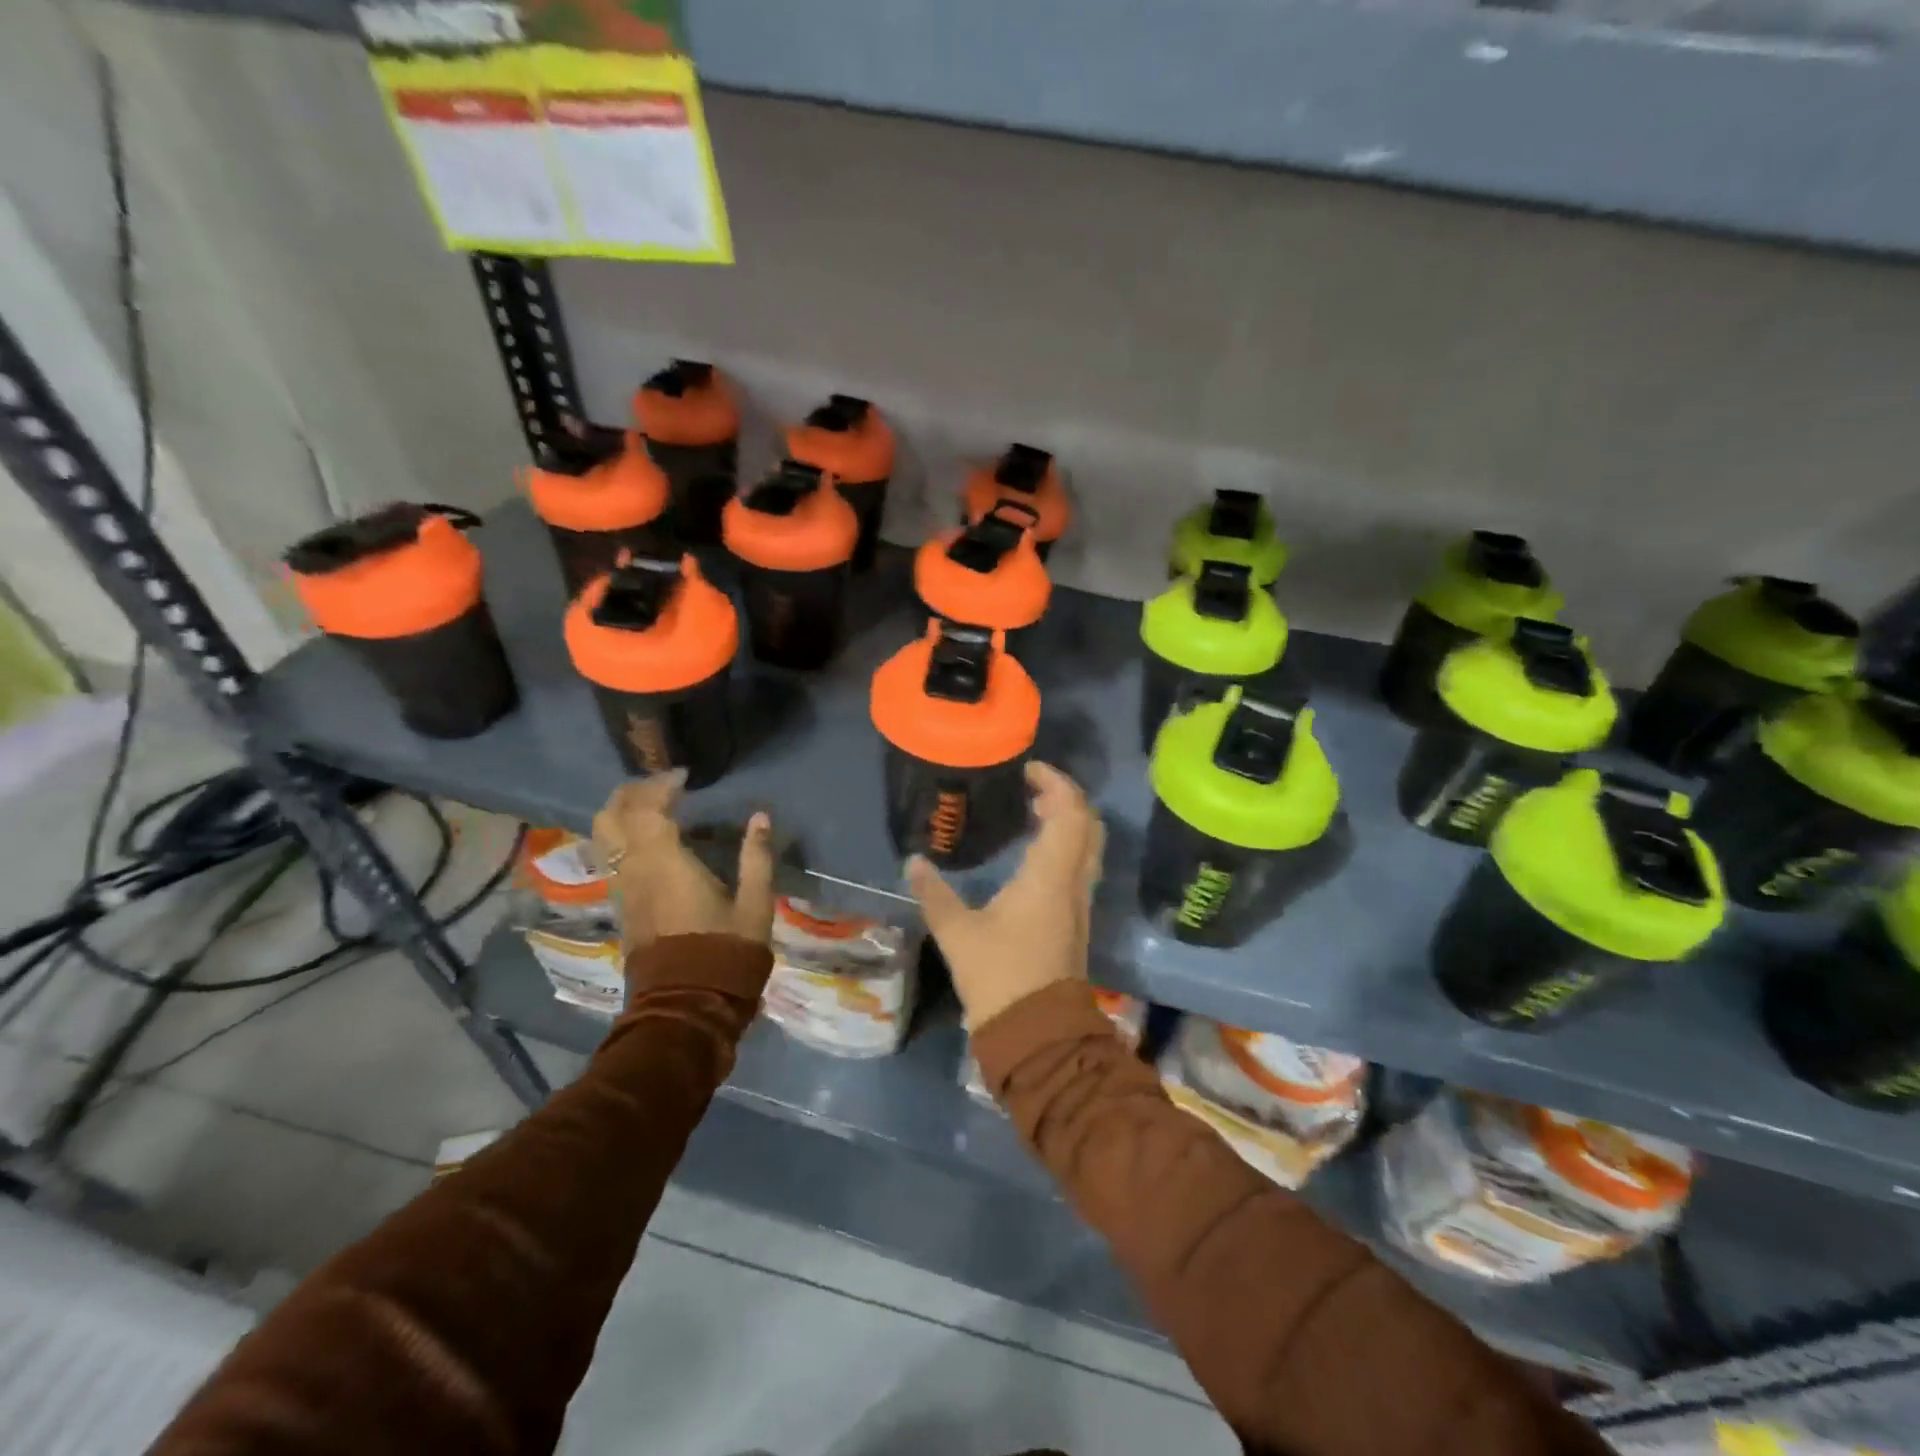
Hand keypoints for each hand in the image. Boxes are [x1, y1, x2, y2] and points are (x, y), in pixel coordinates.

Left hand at [592, 771, 774, 948]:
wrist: (688, 1006)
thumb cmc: (725, 952)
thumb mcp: (754, 904)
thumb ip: (757, 857)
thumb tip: (760, 817)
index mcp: (664, 863)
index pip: (647, 808)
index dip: (661, 785)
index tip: (685, 776)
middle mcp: (633, 870)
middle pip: (610, 817)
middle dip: (631, 793)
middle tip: (661, 786)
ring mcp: (622, 890)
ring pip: (603, 838)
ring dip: (622, 814)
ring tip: (652, 808)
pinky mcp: (622, 908)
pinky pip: (611, 859)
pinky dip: (622, 838)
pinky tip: (648, 842)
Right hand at [907, 763, 1105, 1029]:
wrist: (1037, 1033)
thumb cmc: (1000, 976)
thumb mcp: (958, 933)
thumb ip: (935, 894)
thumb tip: (913, 862)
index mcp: (1050, 876)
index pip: (1070, 813)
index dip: (1056, 783)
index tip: (1029, 770)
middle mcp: (1073, 883)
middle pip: (1088, 825)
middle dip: (1065, 798)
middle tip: (1031, 789)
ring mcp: (1079, 903)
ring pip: (1087, 847)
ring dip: (1067, 823)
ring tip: (1031, 814)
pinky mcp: (1075, 921)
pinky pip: (1078, 867)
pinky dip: (1064, 847)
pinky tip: (1032, 856)